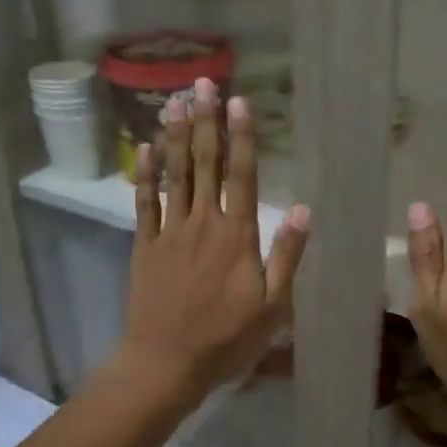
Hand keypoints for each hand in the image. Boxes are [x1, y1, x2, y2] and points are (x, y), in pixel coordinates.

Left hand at [116, 77, 309, 408]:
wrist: (165, 363)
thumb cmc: (225, 339)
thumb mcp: (272, 306)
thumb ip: (286, 255)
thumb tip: (302, 208)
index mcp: (237, 236)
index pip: (241, 175)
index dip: (241, 136)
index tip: (239, 101)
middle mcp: (202, 223)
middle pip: (205, 164)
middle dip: (207, 122)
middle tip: (203, 84)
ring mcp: (169, 232)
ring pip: (175, 175)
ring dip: (177, 137)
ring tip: (175, 101)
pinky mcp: (145, 245)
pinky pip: (144, 202)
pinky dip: (146, 174)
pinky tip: (147, 148)